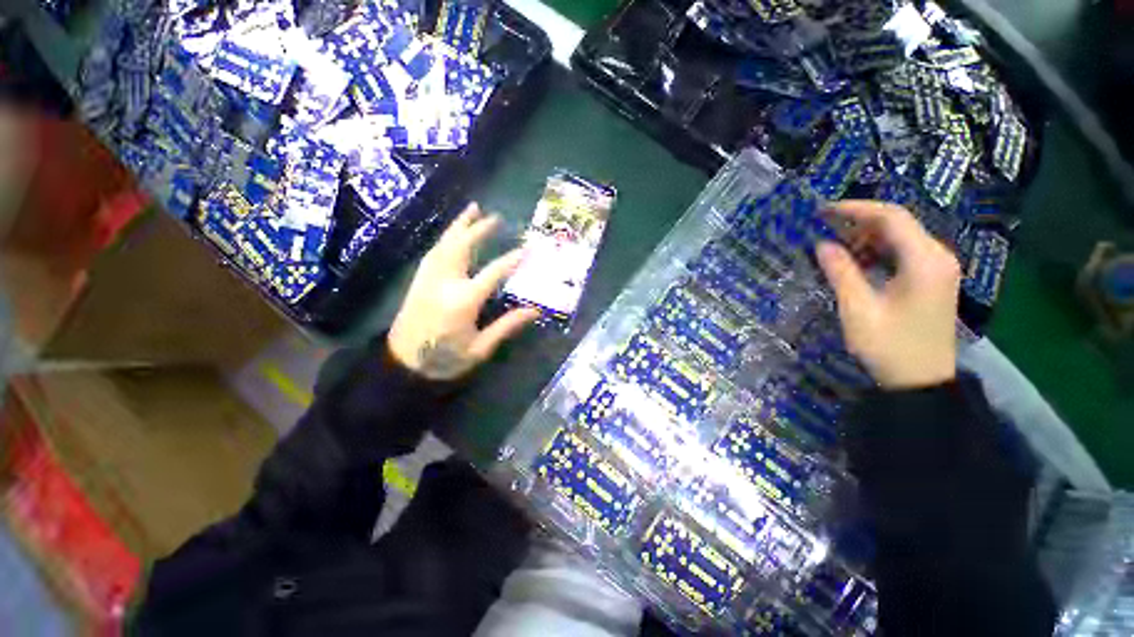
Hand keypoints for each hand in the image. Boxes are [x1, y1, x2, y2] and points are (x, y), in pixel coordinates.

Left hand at [388, 204, 539, 379]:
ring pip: (444, 243)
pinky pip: (434, 251)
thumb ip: (506, 326)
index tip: (527, 248)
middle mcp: (444, 282)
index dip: (511, 259)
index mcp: (463, 300)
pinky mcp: (418, 280)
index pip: (493, 272)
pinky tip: (453, 234)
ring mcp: (428, 278)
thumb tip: (534, 310)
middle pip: (463, 247)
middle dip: (480, 229)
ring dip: (459, 225)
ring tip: (473, 210)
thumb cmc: (445, 360)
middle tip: (496, 217)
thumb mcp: (480, 348)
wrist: (402, 366)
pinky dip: (446, 238)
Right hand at [815, 200, 960, 389]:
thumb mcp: (858, 309)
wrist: (921, 382)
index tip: (824, 210)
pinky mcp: (933, 280)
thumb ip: (840, 272)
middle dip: (859, 221)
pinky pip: (904, 253)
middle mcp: (938, 257)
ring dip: (867, 236)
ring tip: (834, 243)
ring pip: (901, 237)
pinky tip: (856, 260)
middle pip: (899, 223)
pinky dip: (878, 251)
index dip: (856, 209)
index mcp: (925, 261)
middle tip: (823, 226)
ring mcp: (939, 269)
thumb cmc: (889, 346)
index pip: (891, 217)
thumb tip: (822, 244)